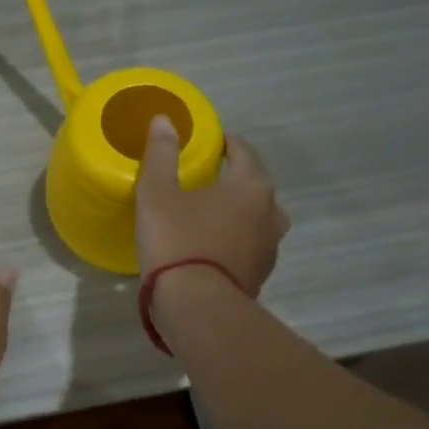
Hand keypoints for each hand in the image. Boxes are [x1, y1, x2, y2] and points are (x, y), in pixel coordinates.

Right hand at [136, 116, 287, 293]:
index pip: (244, 152)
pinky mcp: (259, 276)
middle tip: (206, 177)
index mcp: (252, 187)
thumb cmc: (178, 241)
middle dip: (234, 178)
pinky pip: (248, 246)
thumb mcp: (158, 193)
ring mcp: (269, 249)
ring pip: (255, 219)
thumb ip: (162, 154)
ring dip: (236, 212)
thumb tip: (164, 120)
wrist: (197, 308)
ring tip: (208, 213)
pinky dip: (234, 240)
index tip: (210, 142)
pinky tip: (210, 246)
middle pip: (255, 186)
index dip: (227, 143)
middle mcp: (270, 214)